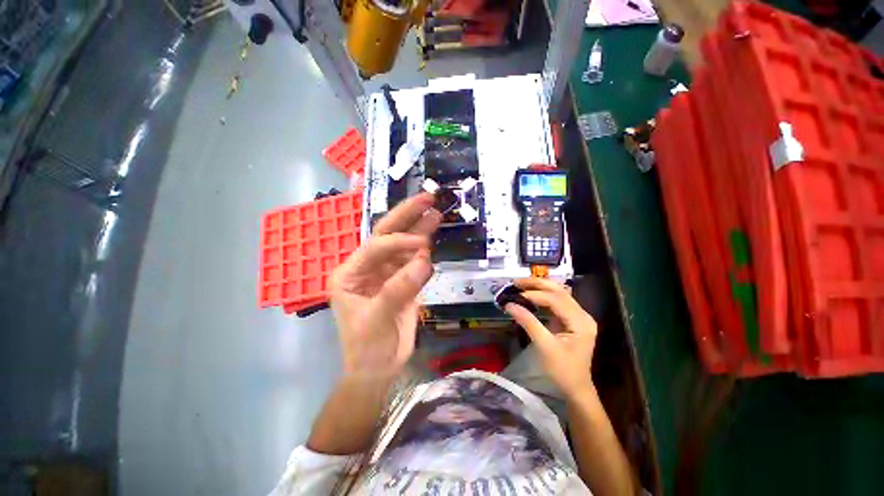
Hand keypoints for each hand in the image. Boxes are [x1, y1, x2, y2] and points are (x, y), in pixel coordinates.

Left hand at [329, 193, 440, 380]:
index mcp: (351, 273)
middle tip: (427, 198)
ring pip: (404, 246)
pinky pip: (415, 260)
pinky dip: (425, 250)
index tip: (423, 244)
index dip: (398, 242)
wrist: (379, 369)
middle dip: (406, 216)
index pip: (375, 247)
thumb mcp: (377, 319)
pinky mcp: (403, 280)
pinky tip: (434, 237)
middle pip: (387, 235)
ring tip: (436, 213)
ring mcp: (387, 272)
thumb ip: (399, 288)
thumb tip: (425, 260)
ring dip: (420, 230)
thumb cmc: (368, 347)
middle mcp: (367, 267)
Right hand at [504, 278, 597, 398]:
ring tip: (519, 285)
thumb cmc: (563, 371)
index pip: (556, 300)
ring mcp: (577, 315)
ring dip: (538, 286)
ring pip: (558, 292)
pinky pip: (556, 301)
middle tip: (516, 282)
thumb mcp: (545, 347)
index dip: (534, 295)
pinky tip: (529, 294)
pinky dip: (541, 295)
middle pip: (559, 290)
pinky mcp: (570, 318)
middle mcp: (582, 314)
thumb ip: (528, 323)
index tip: (514, 296)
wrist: (576, 388)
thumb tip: (509, 305)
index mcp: (581, 322)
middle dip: (536, 284)